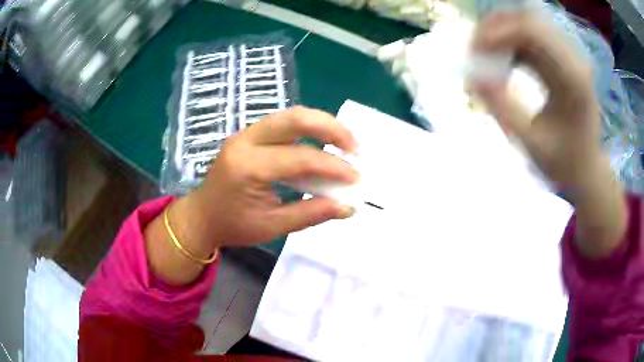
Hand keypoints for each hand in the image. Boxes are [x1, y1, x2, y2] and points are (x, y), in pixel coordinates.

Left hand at [182, 106, 358, 248]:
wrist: (201, 216)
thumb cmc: (233, 226)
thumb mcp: (272, 226)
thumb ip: (310, 213)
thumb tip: (347, 206)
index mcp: (247, 167)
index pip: (299, 158)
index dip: (332, 166)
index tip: (356, 177)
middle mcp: (245, 141)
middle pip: (294, 118)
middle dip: (331, 128)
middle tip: (354, 146)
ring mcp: (245, 134)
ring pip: (289, 115)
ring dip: (321, 124)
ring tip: (344, 142)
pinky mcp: (248, 135)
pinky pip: (283, 124)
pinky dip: (307, 130)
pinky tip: (322, 142)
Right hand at [472, 12, 626, 257]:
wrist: (586, 173)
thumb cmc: (563, 165)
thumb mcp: (531, 143)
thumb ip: (502, 109)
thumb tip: (472, 79)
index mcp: (572, 80)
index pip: (532, 33)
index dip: (498, 32)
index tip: (473, 49)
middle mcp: (573, 62)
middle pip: (529, 22)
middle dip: (497, 29)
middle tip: (474, 48)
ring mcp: (570, 60)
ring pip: (530, 27)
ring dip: (504, 34)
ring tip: (484, 52)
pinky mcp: (564, 63)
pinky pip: (534, 40)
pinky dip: (513, 44)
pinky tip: (502, 59)